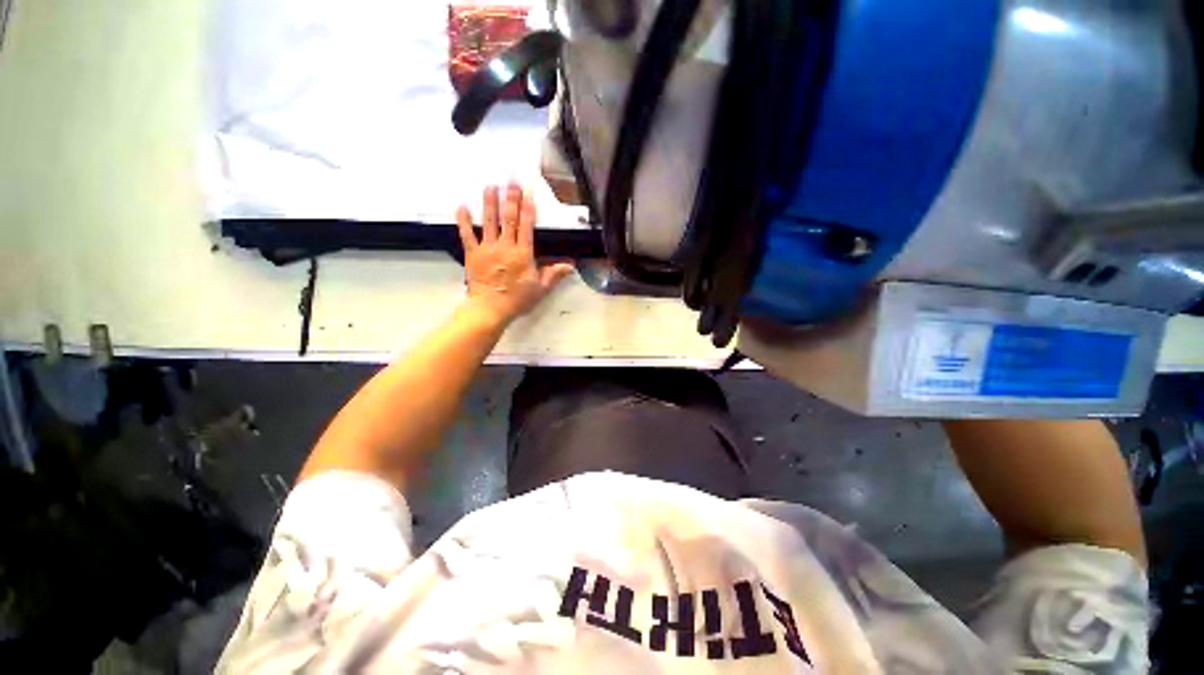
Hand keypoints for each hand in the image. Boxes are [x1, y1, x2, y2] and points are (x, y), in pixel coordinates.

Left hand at [456, 183, 574, 327]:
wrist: (490, 309)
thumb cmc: (517, 299)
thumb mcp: (540, 288)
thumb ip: (554, 274)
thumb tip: (571, 265)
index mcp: (523, 253)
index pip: (526, 226)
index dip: (527, 207)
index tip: (528, 192)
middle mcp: (505, 246)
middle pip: (508, 218)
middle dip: (510, 198)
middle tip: (510, 181)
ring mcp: (487, 248)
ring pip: (489, 222)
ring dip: (489, 203)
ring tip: (490, 186)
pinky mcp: (472, 254)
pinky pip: (467, 235)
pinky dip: (464, 221)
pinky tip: (461, 207)